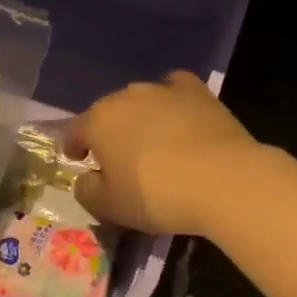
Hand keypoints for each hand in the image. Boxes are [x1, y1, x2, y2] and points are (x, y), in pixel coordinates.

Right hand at [66, 71, 260, 236]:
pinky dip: (172, 101)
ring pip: (141, 101)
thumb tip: (86, 178)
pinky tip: (179, 116)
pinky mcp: (197, 91)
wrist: (223, 180)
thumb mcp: (110, 207)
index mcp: (98, 121)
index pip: (75, 131)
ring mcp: (163, 89)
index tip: (77, 159)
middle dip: (109, 133)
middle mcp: (126, 96)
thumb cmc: (157, 196)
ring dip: (140, 119)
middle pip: (109, 113)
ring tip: (151, 141)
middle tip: (118, 158)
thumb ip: (86, 191)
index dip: (74, 146)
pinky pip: (175, 90)